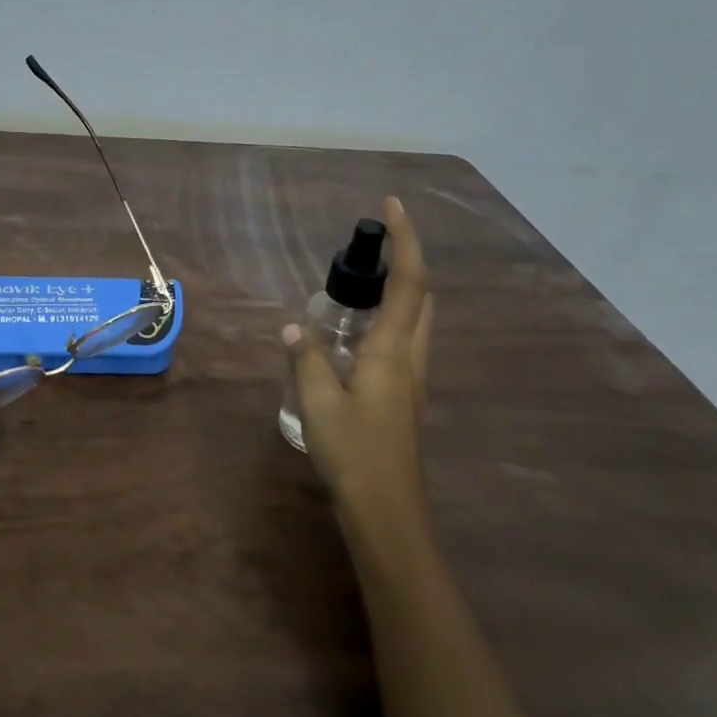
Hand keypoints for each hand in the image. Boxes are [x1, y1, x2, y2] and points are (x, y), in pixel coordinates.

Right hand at [283, 195, 432, 517]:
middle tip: (370, 250)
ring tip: (357, 288)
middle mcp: (411, 358)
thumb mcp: (318, 402)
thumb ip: (306, 359)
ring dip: (397, 293)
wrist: (387, 511)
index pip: (409, 281)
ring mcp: (413, 380)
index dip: (405, 239)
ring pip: (415, 322)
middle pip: (421, 297)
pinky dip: (387, 323)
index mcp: (394, 350)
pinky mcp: (405, 399)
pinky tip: (353, 339)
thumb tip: (294, 328)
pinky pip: (402, 344)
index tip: (392, 205)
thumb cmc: (355, 451)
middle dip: (405, 263)